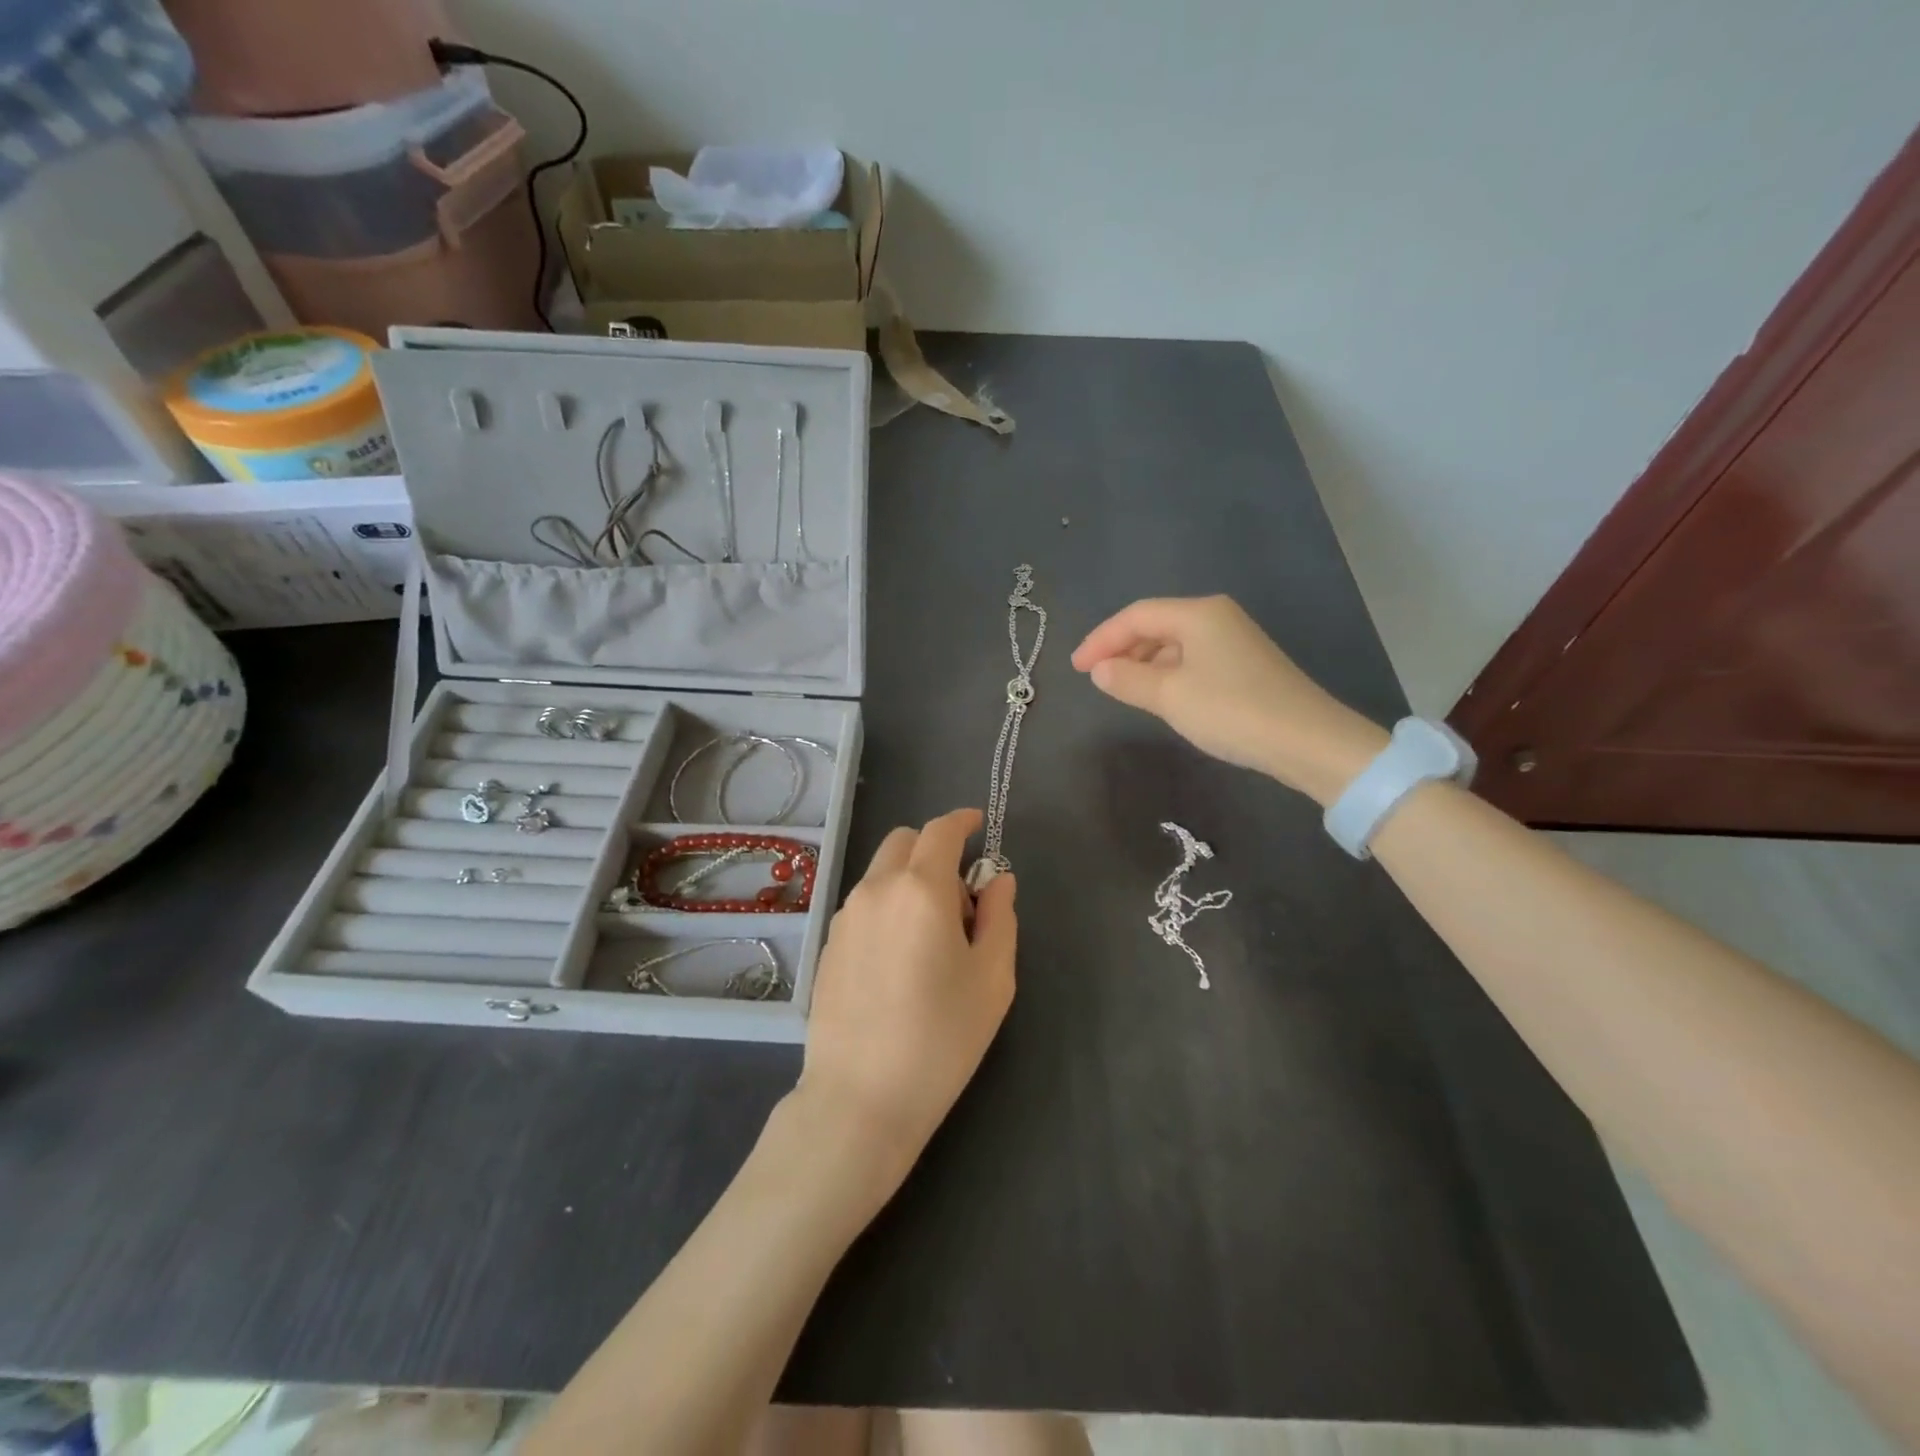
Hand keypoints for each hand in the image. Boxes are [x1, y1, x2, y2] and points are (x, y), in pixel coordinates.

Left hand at [795, 808, 1017, 1187]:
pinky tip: (899, 959)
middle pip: (904, 841)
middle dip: (934, 850)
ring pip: (881, 872)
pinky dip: (887, 905)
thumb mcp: (991, 979)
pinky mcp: (829, 944)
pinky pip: (864, 903)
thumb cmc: (941, 1038)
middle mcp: (876, 889)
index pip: (941, 831)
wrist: (861, 1098)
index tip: (978, 825)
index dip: (962, 821)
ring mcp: (846, 916)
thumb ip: (999, 917)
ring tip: (930, 937)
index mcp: (921, 889)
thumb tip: (998, 880)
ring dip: (909, 879)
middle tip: (959, 899)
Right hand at [1072, 595, 1387, 805]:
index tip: (1076, 668)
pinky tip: (1161, 697)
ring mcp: (1234, 640)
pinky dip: (1168, 674)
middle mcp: (1217, 617)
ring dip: (1144, 663)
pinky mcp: (1245, 665)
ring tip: (1123, 690)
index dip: (1100, 639)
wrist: (1307, 741)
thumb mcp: (1169, 696)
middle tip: (1096, 679)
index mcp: (1198, 613)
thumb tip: (1099, 670)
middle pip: (1156, 625)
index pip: (1136, 616)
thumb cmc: (1231, 710)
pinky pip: (1193, 660)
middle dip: (1122, 649)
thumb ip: (1127, 679)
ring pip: (1175, 644)